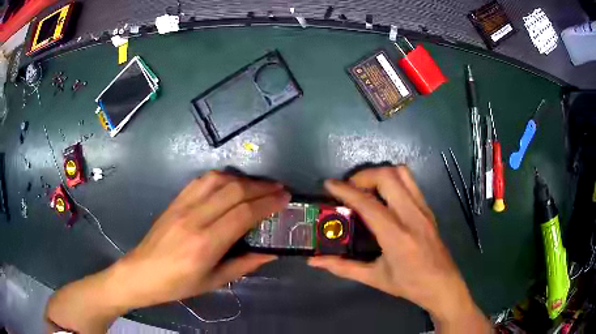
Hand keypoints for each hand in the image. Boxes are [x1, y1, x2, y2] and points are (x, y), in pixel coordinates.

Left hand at [45, 171, 289, 332]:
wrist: (142, 272)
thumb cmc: (179, 284)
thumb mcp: (214, 281)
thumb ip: (245, 264)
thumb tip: (271, 251)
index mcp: (205, 244)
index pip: (243, 214)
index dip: (268, 203)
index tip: (285, 198)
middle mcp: (195, 219)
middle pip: (233, 191)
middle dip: (261, 187)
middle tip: (279, 188)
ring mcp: (182, 206)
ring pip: (218, 180)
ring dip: (243, 179)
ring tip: (259, 185)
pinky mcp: (175, 201)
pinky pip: (201, 181)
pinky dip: (222, 177)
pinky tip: (232, 182)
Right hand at [308, 166, 490, 332]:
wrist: (442, 284)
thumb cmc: (409, 284)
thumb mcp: (374, 278)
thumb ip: (342, 268)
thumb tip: (314, 262)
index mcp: (396, 235)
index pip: (368, 203)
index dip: (345, 190)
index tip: (329, 184)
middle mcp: (411, 215)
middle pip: (387, 176)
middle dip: (363, 176)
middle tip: (349, 188)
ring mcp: (423, 209)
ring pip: (402, 173)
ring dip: (380, 174)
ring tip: (366, 189)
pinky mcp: (428, 208)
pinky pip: (410, 182)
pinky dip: (393, 180)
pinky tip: (384, 197)